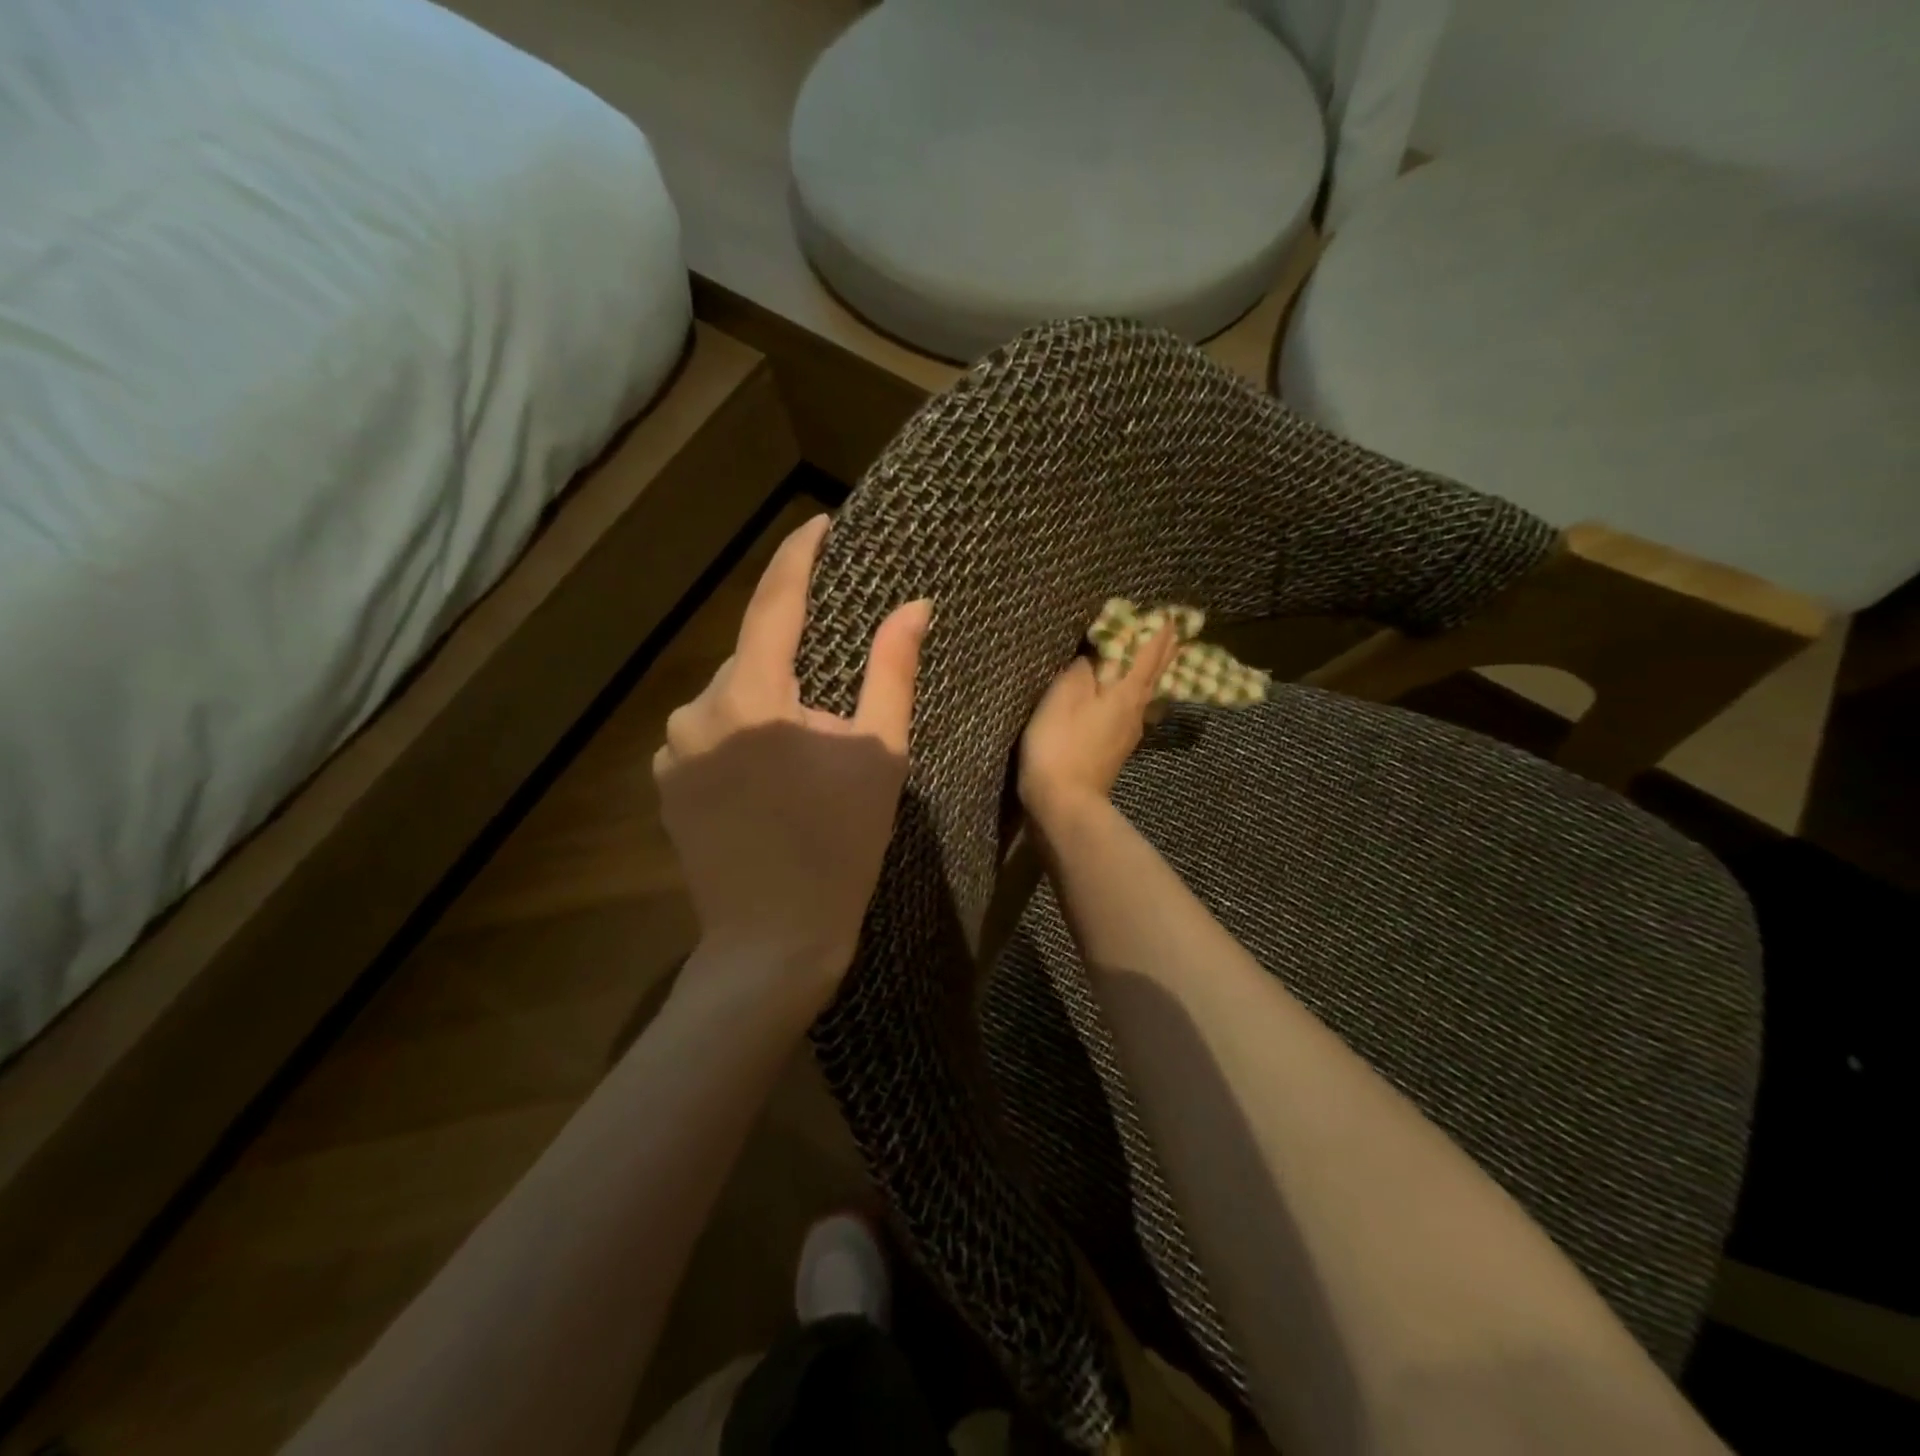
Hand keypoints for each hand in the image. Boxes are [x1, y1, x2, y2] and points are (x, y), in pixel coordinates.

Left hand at [653, 514, 929, 1005]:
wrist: (774, 940)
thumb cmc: (840, 845)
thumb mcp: (880, 755)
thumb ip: (892, 671)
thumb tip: (914, 606)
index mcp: (753, 697)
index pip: (775, 602)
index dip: (799, 555)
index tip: (820, 524)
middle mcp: (697, 711)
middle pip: (752, 656)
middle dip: (793, 661)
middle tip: (836, 701)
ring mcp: (672, 750)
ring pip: (728, 697)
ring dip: (766, 704)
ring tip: (803, 752)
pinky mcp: (665, 784)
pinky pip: (706, 734)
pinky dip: (739, 736)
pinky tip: (766, 778)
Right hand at [1018, 623, 1180, 829]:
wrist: (1063, 803)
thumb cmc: (1060, 744)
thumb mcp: (1065, 695)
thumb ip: (1085, 668)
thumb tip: (1100, 651)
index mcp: (1126, 692)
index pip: (1148, 652)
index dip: (1158, 631)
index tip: (1170, 612)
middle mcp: (1136, 710)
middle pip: (1155, 673)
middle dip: (1164, 649)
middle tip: (1176, 629)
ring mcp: (1128, 733)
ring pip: (1149, 693)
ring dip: (1155, 671)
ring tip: (1161, 657)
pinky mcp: (1116, 750)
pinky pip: (1136, 710)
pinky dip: (1140, 693)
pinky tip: (1137, 698)